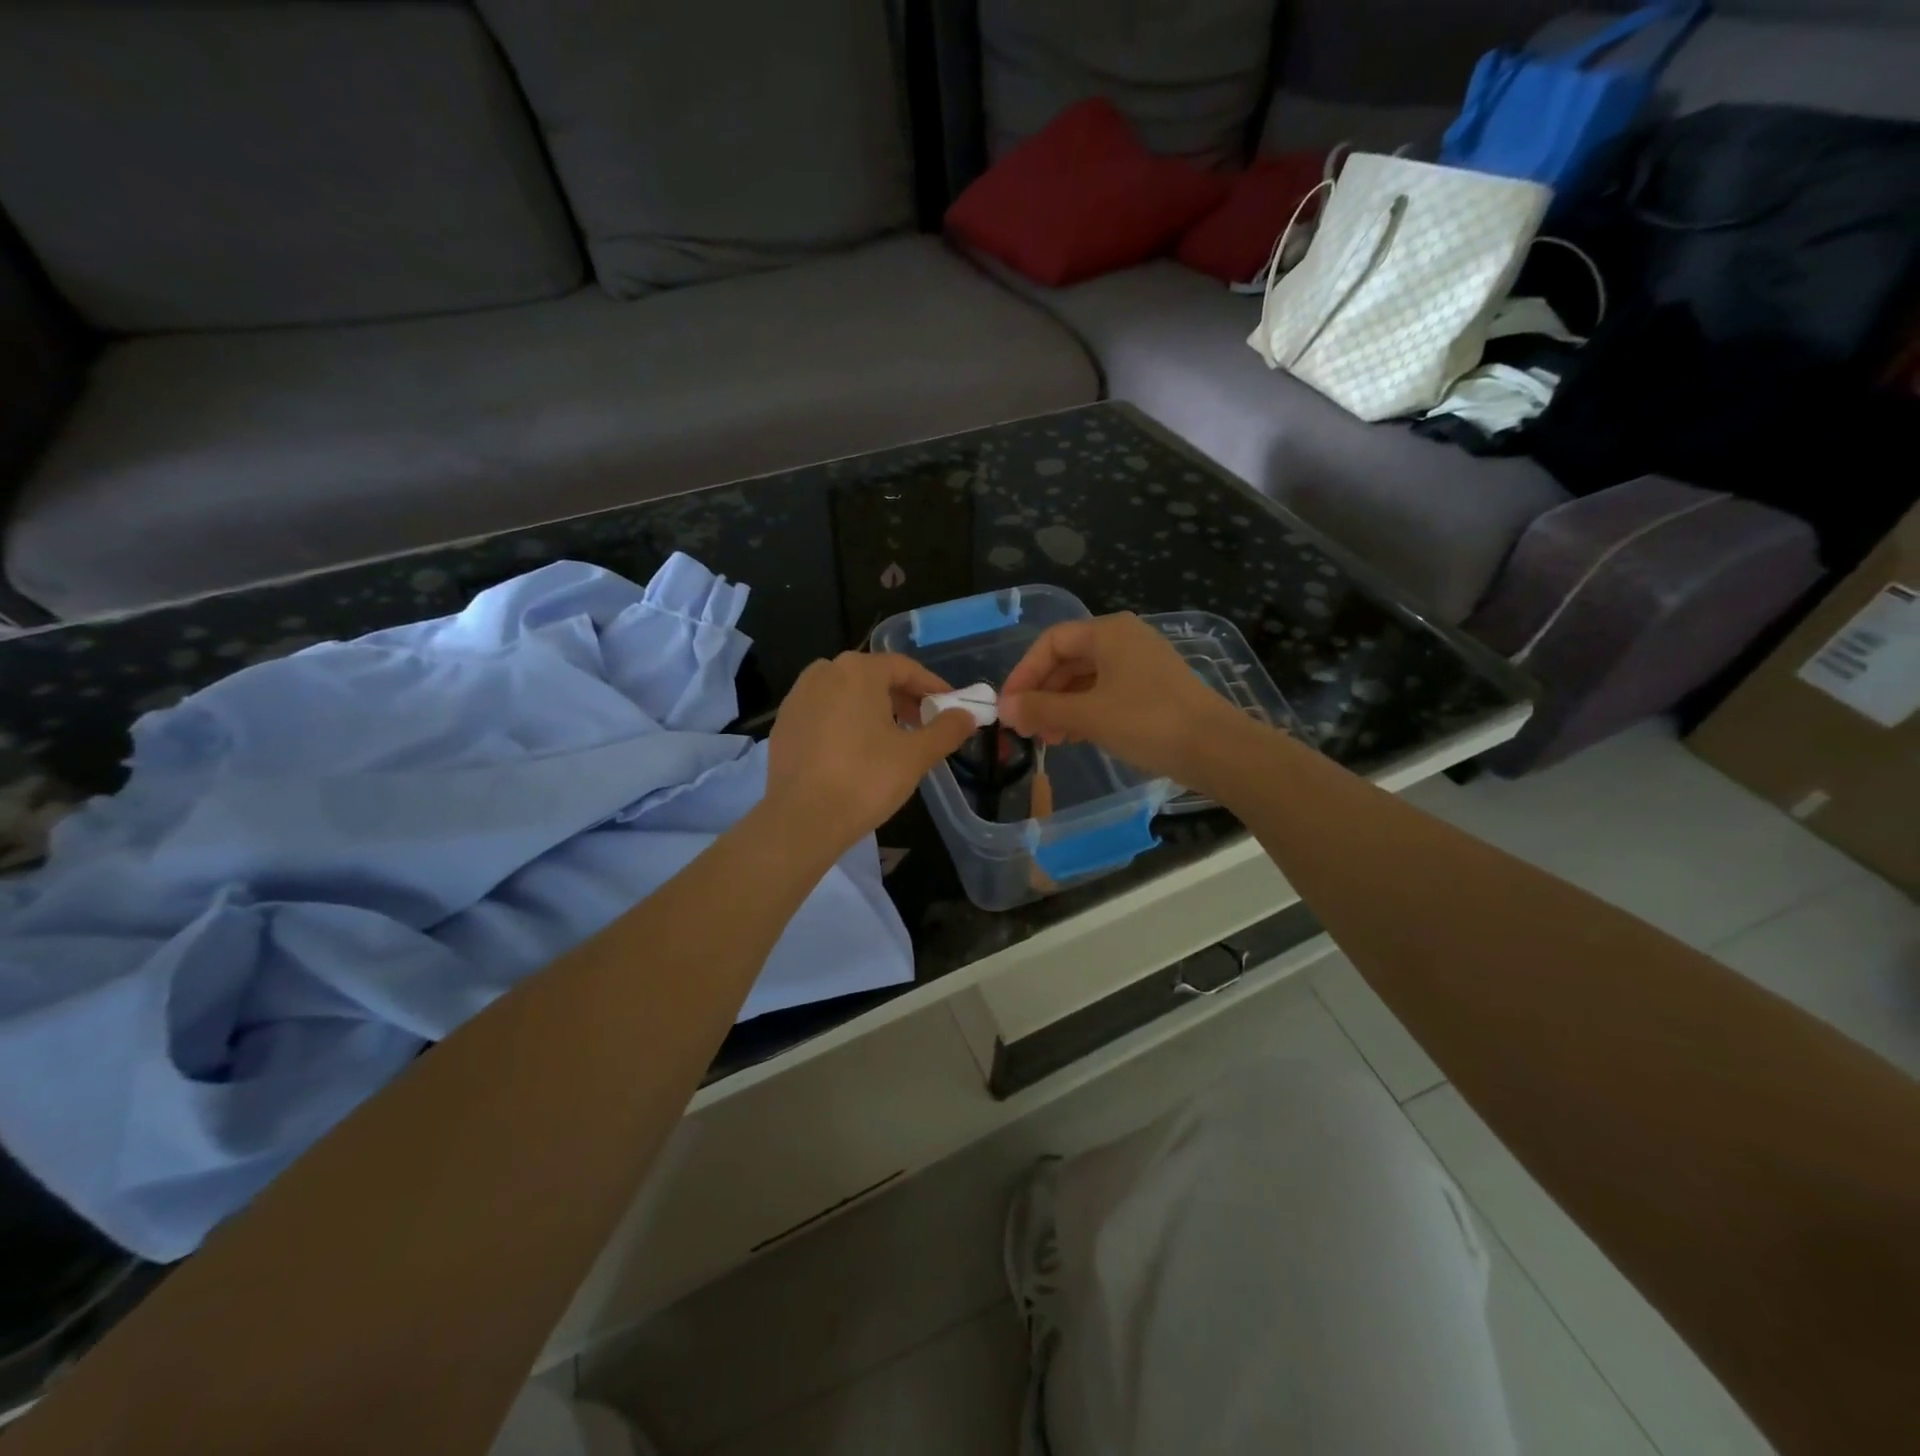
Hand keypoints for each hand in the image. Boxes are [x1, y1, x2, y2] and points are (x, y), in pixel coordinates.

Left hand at [764, 652, 976, 854]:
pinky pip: (824, 712)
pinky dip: (845, 722)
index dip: (932, 686)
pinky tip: (856, 751)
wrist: (802, 820)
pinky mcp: (784, 724)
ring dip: (873, 709)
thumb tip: (967, 715)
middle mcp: (823, 672)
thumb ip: (946, 730)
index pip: (904, 667)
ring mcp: (798, 697)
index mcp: (857, 671)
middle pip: (873, 677)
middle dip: (902, 698)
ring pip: (846, 694)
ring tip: (892, 739)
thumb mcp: (916, 755)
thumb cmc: (865, 780)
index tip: (950, 706)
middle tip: (924, 724)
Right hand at [998, 614, 1249, 786]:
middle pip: (1068, 660)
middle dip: (1042, 693)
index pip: (1051, 643)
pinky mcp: (1152, 690)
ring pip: (1086, 680)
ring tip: (1047, 738)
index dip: (1023, 673)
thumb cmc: (1147, 722)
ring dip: (1061, 706)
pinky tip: (1074, 737)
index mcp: (1108, 632)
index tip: (1007, 706)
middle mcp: (1124, 640)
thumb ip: (1041, 708)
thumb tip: (1004, 709)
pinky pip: (1106, 693)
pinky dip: (1084, 712)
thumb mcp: (1087, 714)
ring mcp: (1141, 665)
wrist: (1216, 749)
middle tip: (1025, 727)